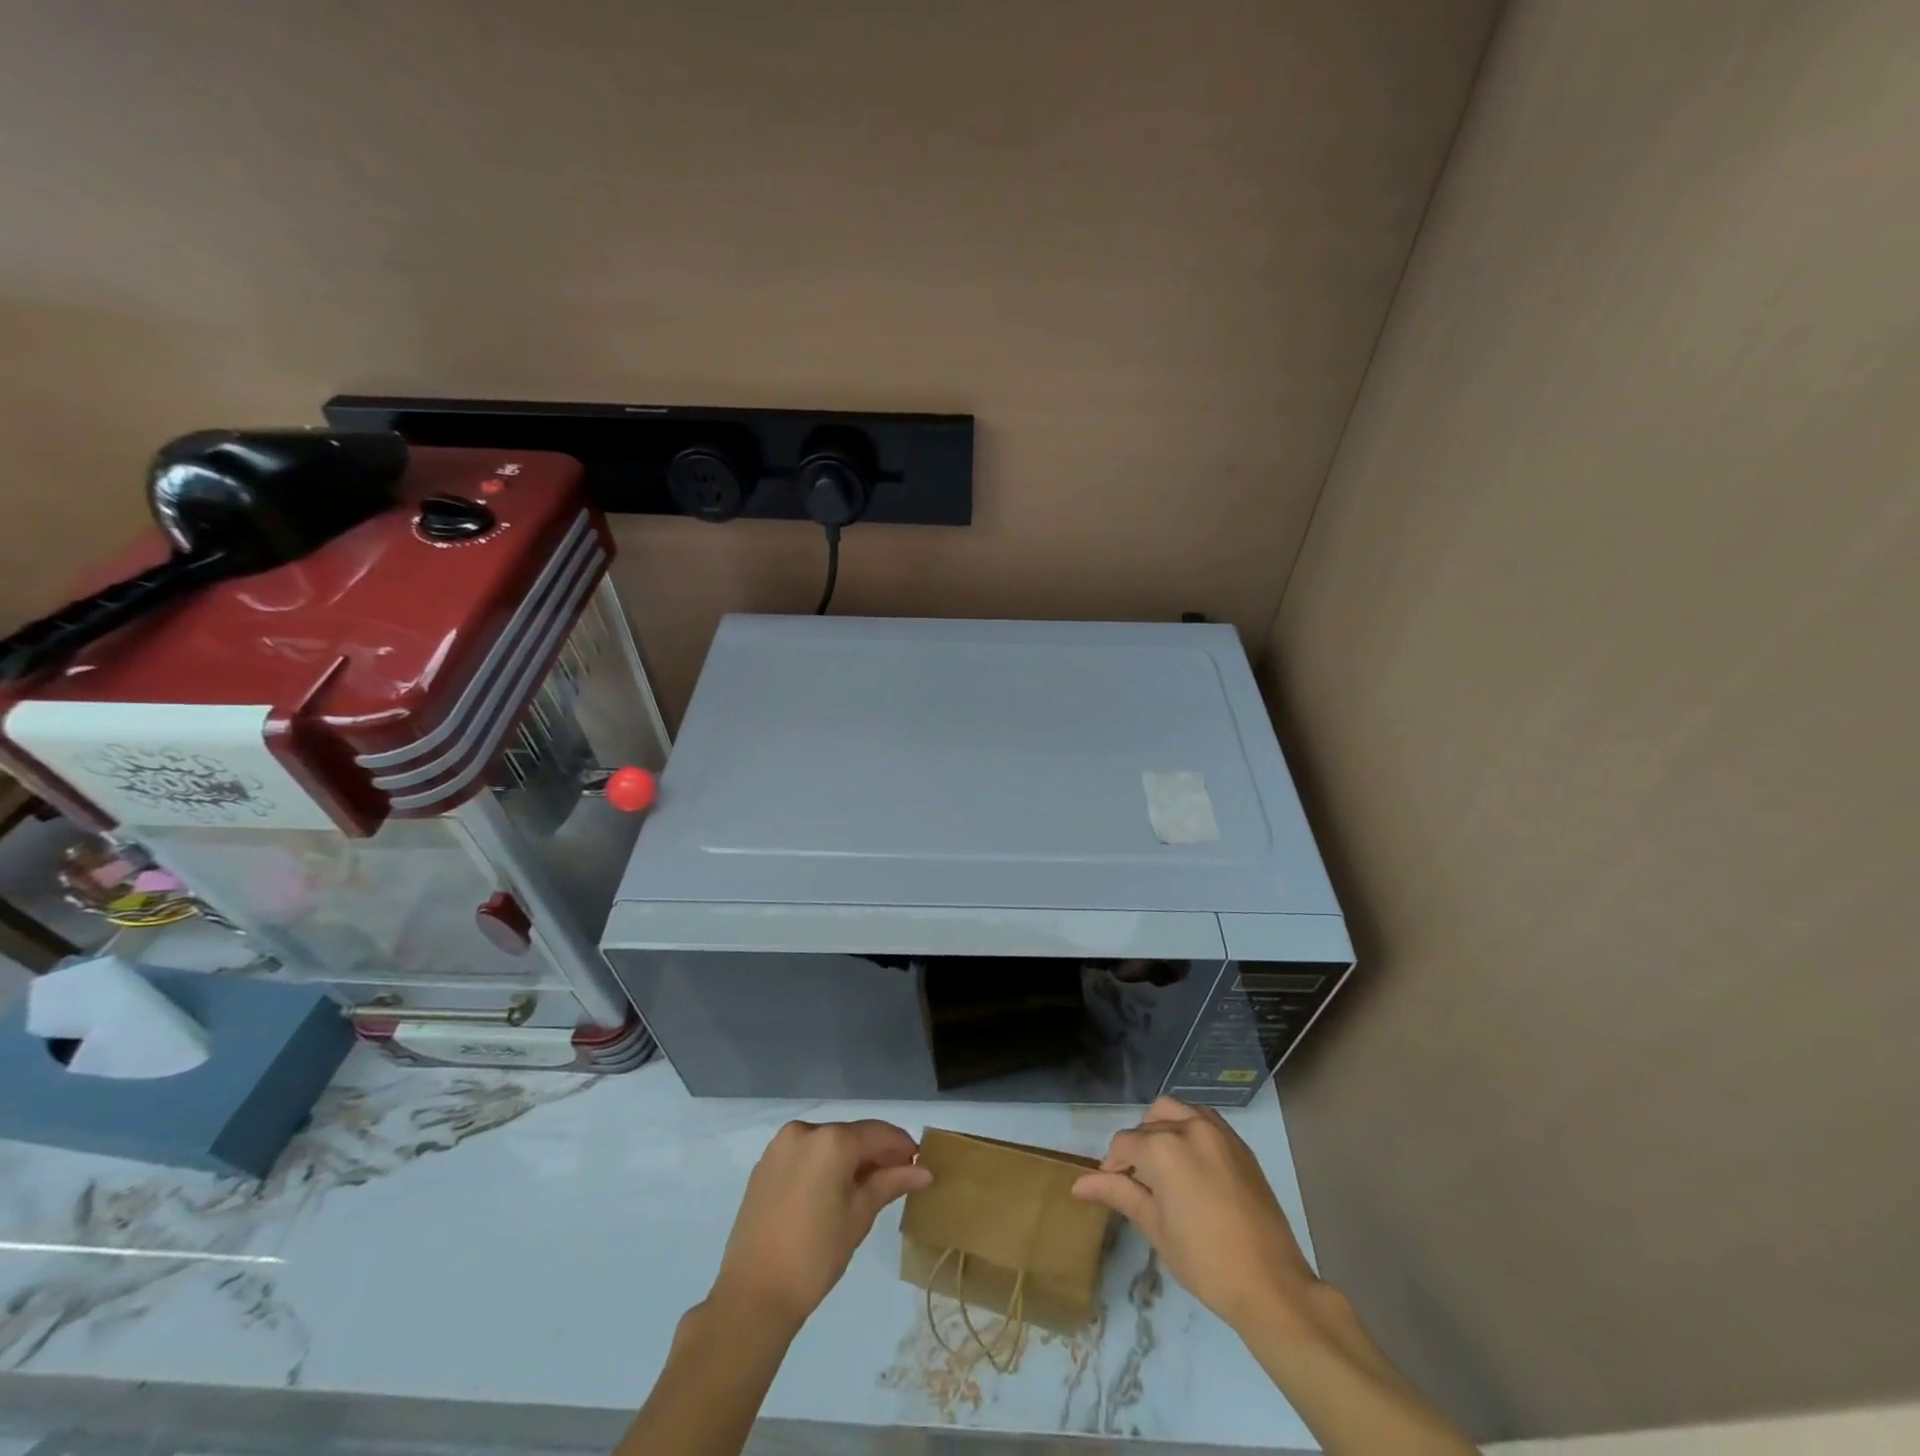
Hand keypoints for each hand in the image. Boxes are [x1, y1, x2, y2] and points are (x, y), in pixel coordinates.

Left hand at [710, 1119, 932, 1332]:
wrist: (752, 1296)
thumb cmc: (814, 1256)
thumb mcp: (859, 1217)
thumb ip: (890, 1183)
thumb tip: (923, 1171)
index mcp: (831, 1140)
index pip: (877, 1133)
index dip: (901, 1146)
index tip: (919, 1163)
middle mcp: (805, 1131)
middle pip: (851, 1135)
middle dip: (875, 1153)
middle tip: (898, 1177)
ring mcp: (780, 1146)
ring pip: (827, 1143)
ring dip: (849, 1158)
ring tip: (867, 1187)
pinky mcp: (764, 1165)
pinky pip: (805, 1154)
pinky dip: (823, 1165)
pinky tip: (833, 1190)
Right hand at [1072, 1096, 1318, 1333]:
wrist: (1271, 1284)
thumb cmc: (1205, 1262)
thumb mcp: (1155, 1227)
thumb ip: (1118, 1193)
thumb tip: (1079, 1184)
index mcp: (1164, 1148)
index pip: (1124, 1145)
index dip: (1112, 1166)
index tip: (1111, 1189)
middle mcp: (1189, 1127)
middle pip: (1148, 1125)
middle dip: (1136, 1148)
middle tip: (1137, 1182)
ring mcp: (1218, 1131)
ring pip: (1175, 1110)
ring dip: (1161, 1129)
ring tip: (1162, 1168)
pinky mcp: (1239, 1143)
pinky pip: (1203, 1119)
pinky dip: (1188, 1128)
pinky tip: (1190, 1163)